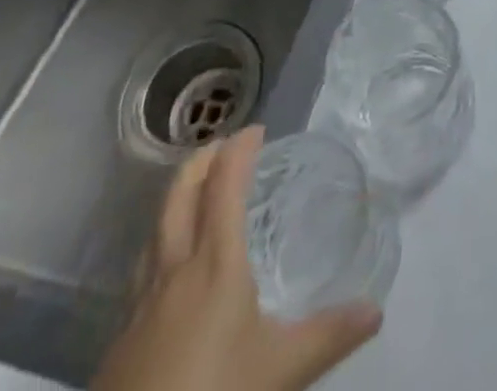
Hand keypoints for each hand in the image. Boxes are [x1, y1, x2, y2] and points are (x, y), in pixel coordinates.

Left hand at [93, 126, 380, 390]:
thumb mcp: (281, 372)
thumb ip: (329, 336)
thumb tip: (376, 310)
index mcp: (215, 263)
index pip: (224, 186)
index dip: (238, 150)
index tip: (257, 129)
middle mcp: (174, 270)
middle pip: (179, 195)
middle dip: (201, 160)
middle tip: (224, 145)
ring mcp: (140, 305)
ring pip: (154, 230)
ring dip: (177, 198)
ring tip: (198, 194)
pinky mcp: (120, 340)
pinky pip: (143, 270)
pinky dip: (161, 244)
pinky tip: (172, 271)